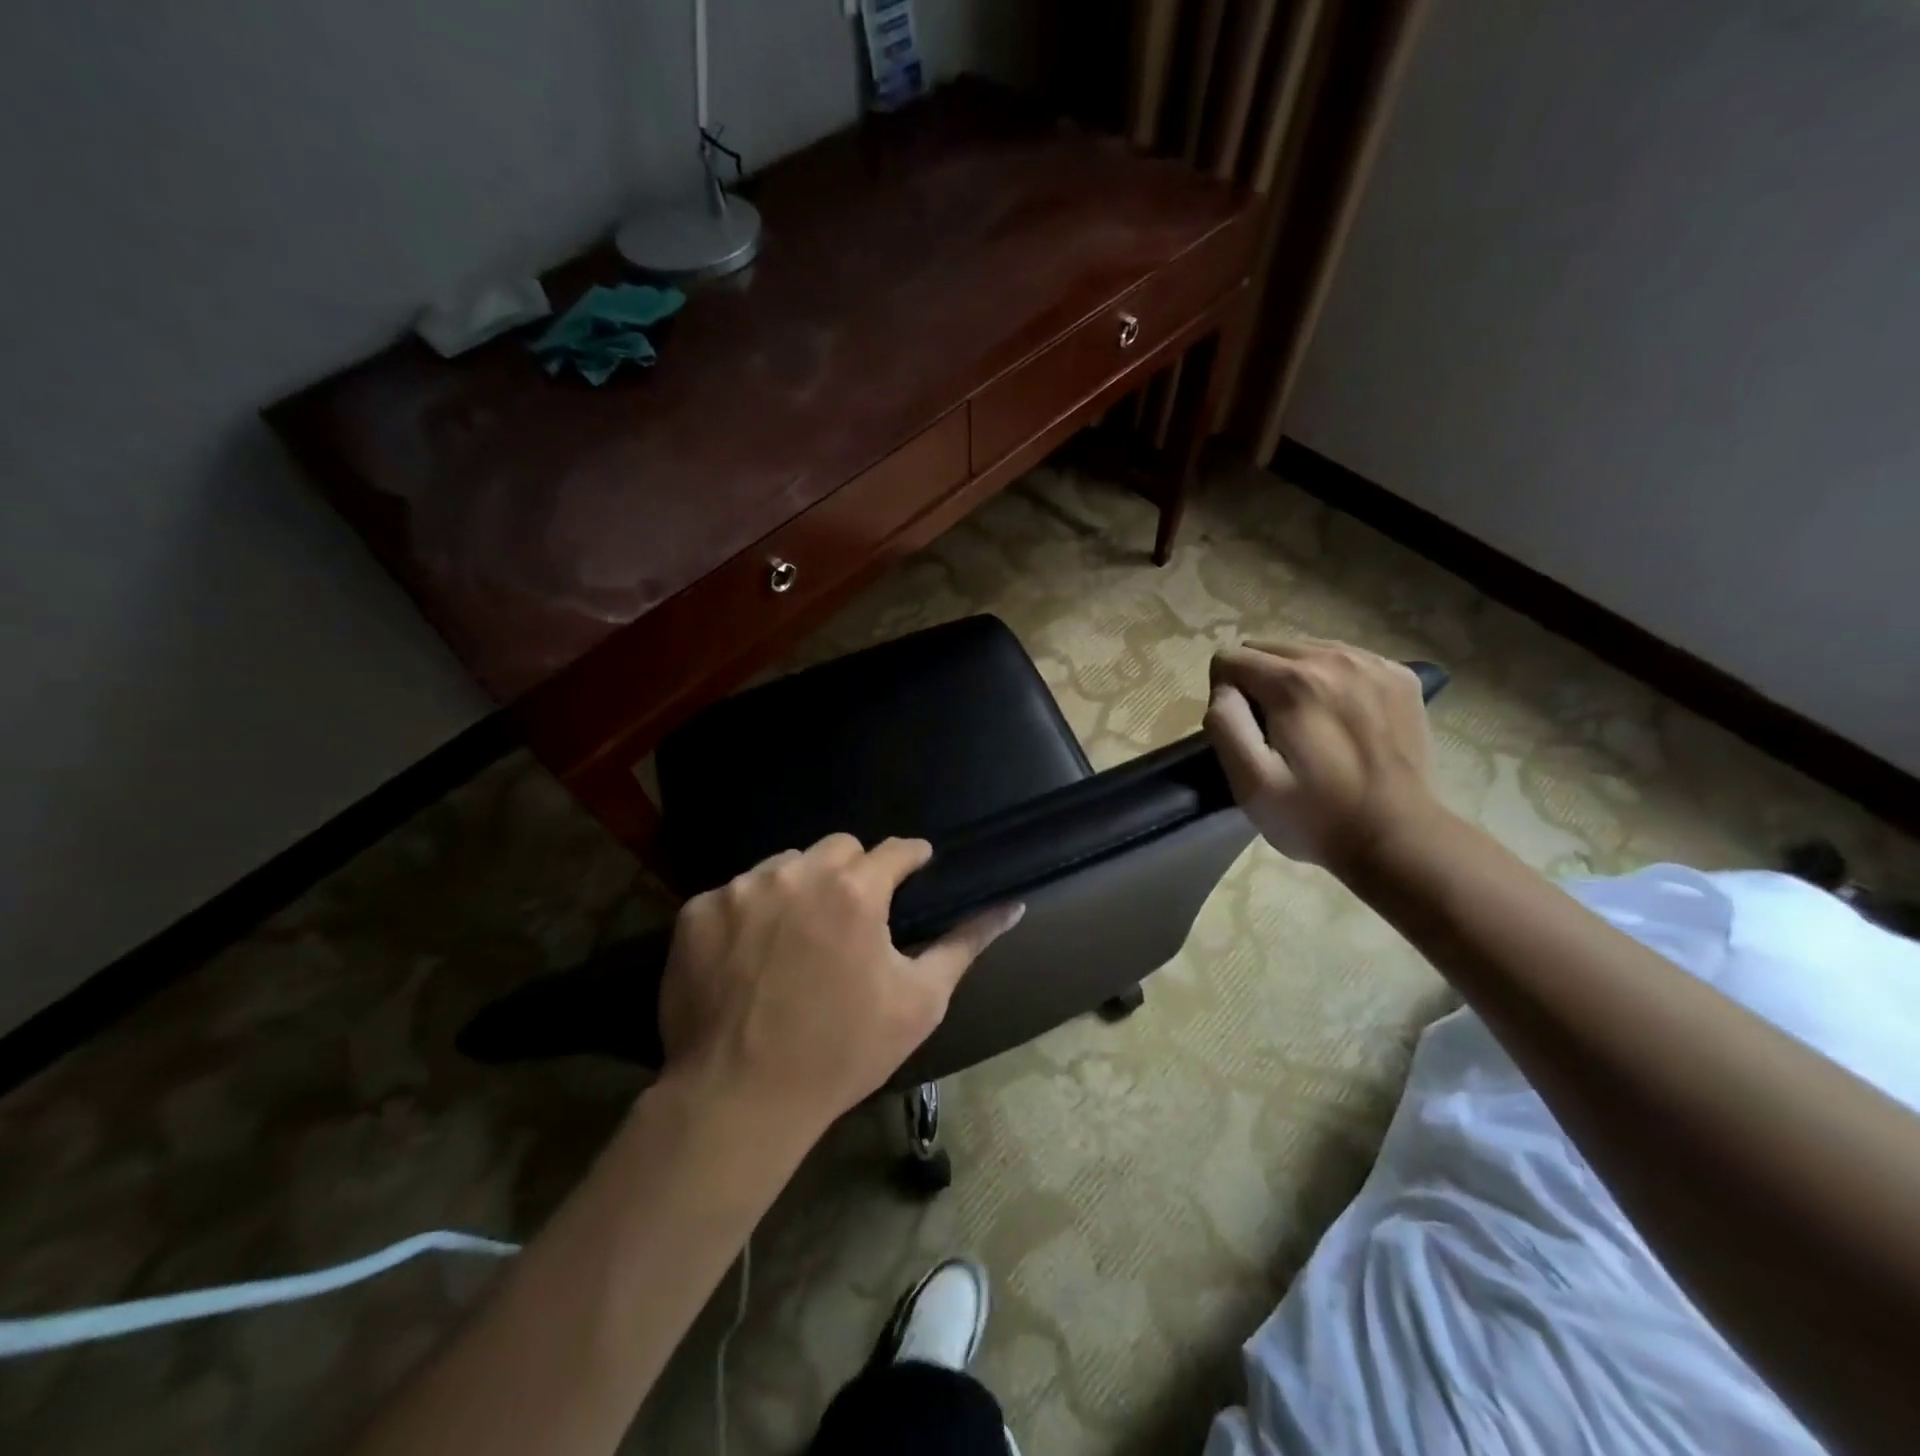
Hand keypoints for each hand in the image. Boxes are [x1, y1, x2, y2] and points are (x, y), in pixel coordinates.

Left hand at [658, 833, 1023, 1131]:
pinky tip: (751, 955)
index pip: (894, 849)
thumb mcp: (919, 1001)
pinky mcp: (697, 912)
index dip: (911, 858)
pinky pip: (736, 893)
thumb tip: (1012, 906)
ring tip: (800, 936)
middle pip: (838, 848)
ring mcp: (740, 889)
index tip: (916, 868)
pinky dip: (751, 914)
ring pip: (785, 865)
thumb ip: (965, 944)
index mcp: (854, 891)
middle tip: (854, 918)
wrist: (738, 1100)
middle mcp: (795, 874)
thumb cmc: (843, 1052)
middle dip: (854, 872)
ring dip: (800, 888)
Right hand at [1205, 638, 1441, 871]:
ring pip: (1307, 650)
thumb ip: (1225, 723)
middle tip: (1275, 731)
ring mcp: (1374, 664)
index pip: (1230, 659)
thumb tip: (1224, 689)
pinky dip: (1333, 681)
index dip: (1225, 695)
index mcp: (1294, 681)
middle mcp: (1335, 658)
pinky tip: (1342, 719)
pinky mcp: (1401, 676)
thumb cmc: (1314, 816)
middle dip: (1259, 682)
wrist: (1398, 838)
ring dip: (1295, 679)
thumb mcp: (1250, 782)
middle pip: (1268, 647)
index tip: (1246, 733)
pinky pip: (1346, 660)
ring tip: (1308, 724)